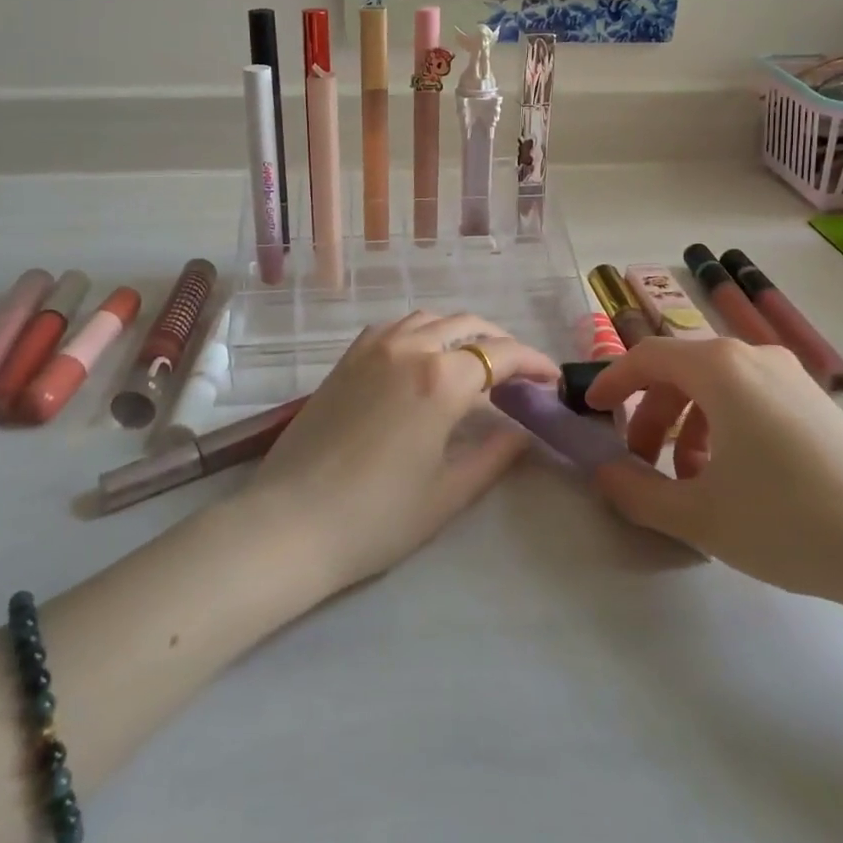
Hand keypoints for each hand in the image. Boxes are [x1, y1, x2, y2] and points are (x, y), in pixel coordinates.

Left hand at [249, 312, 558, 592]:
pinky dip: (422, 332)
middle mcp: (409, 348)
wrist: (291, 523)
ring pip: (430, 319)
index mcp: (440, 379)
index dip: (534, 363)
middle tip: (519, 373)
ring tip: (475, 362)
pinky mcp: (346, 358)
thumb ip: (494, 454)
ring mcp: (372, 348)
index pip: (501, 355)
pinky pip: (395, 327)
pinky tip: (424, 358)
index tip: (552, 381)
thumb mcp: (448, 493)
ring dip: (461, 332)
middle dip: (501, 342)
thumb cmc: (376, 517)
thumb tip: (523, 431)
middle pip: (468, 325)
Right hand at [586, 338, 842, 608]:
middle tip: (641, 464)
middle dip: (650, 414)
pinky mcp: (817, 403)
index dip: (611, 381)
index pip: (646, 357)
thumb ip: (638, 493)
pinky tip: (735, 480)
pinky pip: (749, 399)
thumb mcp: (700, 516)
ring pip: (715, 387)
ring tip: (690, 481)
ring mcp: (790, 377)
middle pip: (680, 371)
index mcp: (719, 368)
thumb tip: (606, 474)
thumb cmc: (790, 521)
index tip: (591, 412)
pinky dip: (723, 427)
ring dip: (686, 425)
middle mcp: (753, 357)